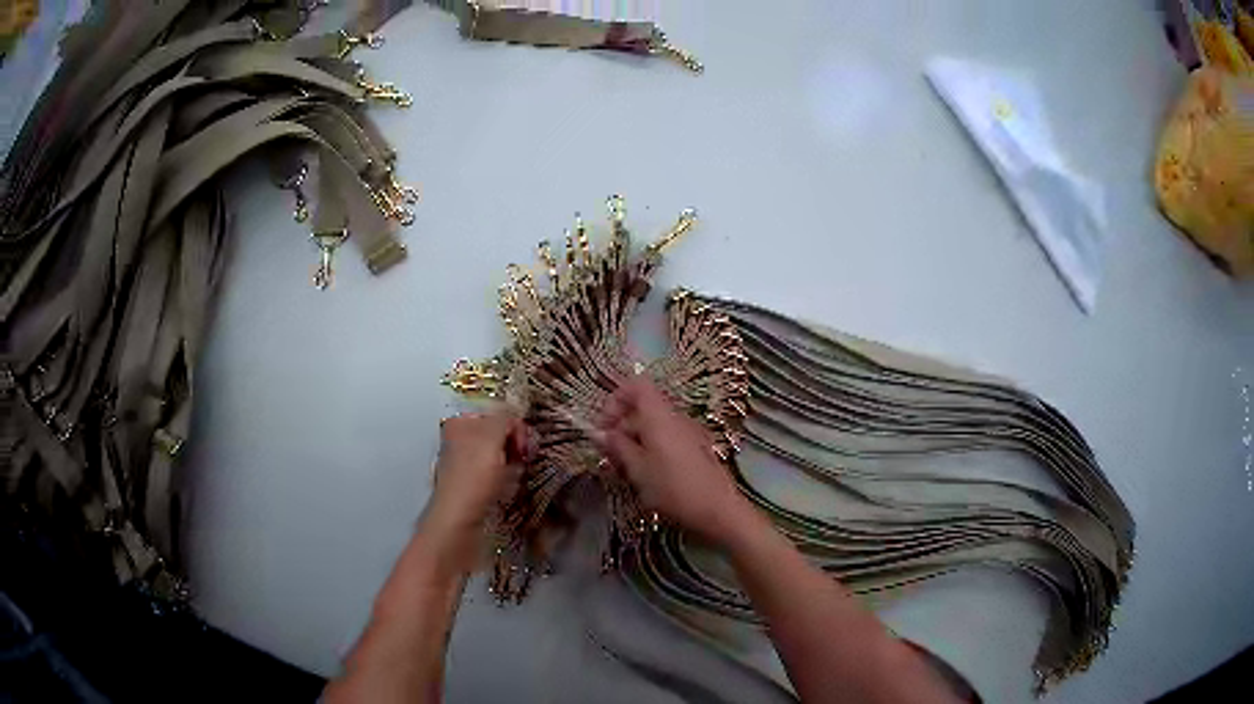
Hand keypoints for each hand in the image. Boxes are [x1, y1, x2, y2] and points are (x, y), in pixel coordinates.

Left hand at [421, 411, 528, 563]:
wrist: (459, 525)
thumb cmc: (472, 478)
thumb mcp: (490, 438)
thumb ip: (505, 418)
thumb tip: (515, 411)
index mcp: (460, 424)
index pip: (497, 412)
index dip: (515, 425)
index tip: (524, 442)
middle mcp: (461, 442)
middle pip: (500, 434)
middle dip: (517, 444)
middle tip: (523, 457)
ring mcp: (468, 466)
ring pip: (502, 455)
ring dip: (515, 463)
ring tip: (517, 475)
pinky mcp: (476, 488)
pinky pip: (500, 475)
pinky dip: (509, 479)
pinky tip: (510, 488)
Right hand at [597, 377, 750, 543]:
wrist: (717, 510)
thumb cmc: (672, 488)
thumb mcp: (637, 469)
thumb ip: (617, 446)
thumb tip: (601, 433)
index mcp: (659, 415)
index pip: (635, 385)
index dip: (615, 399)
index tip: (604, 426)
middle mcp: (675, 417)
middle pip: (643, 408)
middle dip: (621, 426)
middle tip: (609, 455)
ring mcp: (687, 432)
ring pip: (653, 426)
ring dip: (634, 441)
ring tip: (625, 470)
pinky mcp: (694, 449)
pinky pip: (666, 439)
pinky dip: (651, 450)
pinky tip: (645, 476)